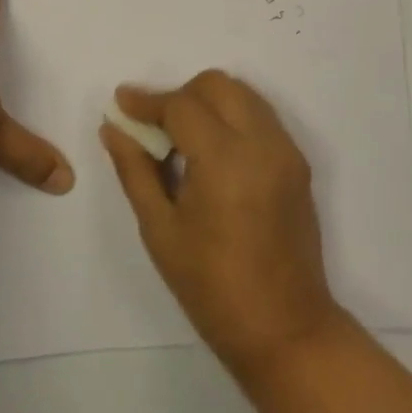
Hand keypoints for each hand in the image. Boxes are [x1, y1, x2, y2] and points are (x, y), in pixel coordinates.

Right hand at [101, 71, 343, 377]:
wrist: (285, 328)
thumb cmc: (212, 286)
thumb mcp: (160, 230)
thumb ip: (135, 170)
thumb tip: (113, 128)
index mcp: (225, 159)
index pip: (182, 105)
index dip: (147, 101)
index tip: (121, 102)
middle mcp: (262, 142)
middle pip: (218, 85)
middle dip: (181, 94)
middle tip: (155, 126)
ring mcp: (286, 151)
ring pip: (243, 95)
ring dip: (209, 102)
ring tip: (183, 140)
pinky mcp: (298, 163)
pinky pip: (261, 118)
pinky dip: (233, 118)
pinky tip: (213, 156)